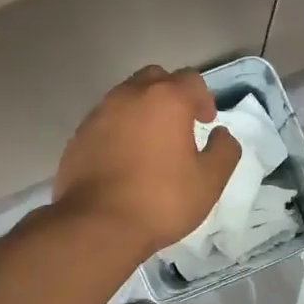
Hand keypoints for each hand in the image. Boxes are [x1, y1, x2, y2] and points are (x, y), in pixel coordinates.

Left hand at [53, 65, 242, 256]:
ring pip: (126, 98)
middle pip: (156, 79)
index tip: (206, 123)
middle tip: (180, 125)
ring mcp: (99, 113)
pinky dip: (119, 130)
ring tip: (151, 144)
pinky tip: (124, 160)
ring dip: (143, 111)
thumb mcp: (209, 181)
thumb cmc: (161, 200)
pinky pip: (106, 121)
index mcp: (166, 99)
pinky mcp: (78, 135)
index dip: (204, 99)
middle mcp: (130, 95)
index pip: (192, 80)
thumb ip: (224, 151)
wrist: (97, 225)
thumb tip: (221, 134)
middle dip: (171, 95)